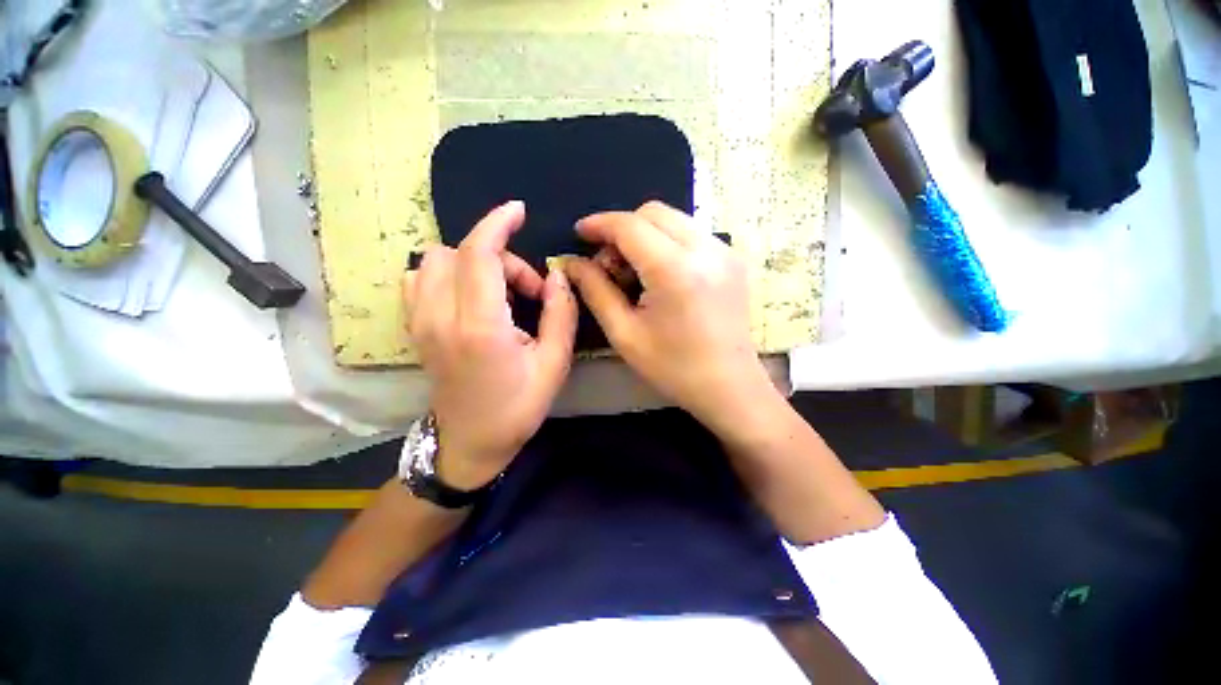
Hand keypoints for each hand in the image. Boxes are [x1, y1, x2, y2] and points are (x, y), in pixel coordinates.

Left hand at [404, 201, 578, 488]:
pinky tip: (470, 294)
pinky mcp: (415, 328)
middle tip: (529, 290)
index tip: (518, 211)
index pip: (479, 253)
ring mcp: (420, 322)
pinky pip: (419, 278)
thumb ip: (561, 314)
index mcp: (479, 326)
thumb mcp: (554, 363)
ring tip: (500, 292)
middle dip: (501, 257)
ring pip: (435, 260)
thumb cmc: (518, 407)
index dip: (498, 223)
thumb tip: (557, 276)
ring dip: (473, 263)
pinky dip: (447, 273)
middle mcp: (440, 317)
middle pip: (460, 252)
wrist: (471, 442)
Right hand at [564, 202, 775, 434]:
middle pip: (654, 213)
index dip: (600, 224)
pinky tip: (658, 274)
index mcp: (676, 270)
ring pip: (674, 220)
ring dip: (645, 234)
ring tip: (632, 271)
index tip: (580, 232)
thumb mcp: (624, 333)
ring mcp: (725, 251)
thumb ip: (595, 290)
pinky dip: (667, 242)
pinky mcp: (733, 259)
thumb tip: (572, 262)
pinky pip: (691, 234)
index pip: (630, 226)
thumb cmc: (673, 368)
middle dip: (623, 229)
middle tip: (608, 263)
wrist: (730, 387)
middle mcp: (706, 249)